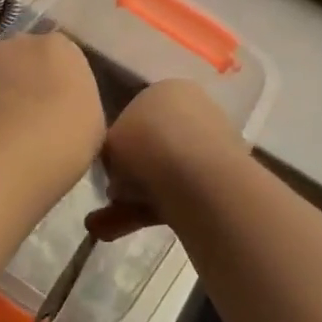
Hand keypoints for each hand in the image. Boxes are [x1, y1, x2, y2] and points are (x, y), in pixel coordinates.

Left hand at [0, 31, 105, 181]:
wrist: (18, 148)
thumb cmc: (69, 133)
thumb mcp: (92, 122)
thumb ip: (77, 106)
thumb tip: (66, 112)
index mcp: (62, 46)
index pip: (60, 57)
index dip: (57, 83)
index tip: (58, 108)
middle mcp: (23, 41)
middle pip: (24, 59)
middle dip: (25, 81)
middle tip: (32, 116)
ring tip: (4, 130)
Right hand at [87, 80, 247, 241]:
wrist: (196, 178)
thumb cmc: (145, 144)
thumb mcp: (109, 140)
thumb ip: (111, 149)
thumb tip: (118, 169)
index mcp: (168, 89)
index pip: (138, 111)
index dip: (119, 140)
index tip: (107, 163)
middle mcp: (194, 110)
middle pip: (152, 144)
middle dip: (129, 173)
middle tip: (110, 192)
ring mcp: (210, 147)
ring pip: (163, 174)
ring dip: (133, 198)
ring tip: (102, 225)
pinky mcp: (219, 182)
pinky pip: (177, 195)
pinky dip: (149, 212)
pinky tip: (118, 231)